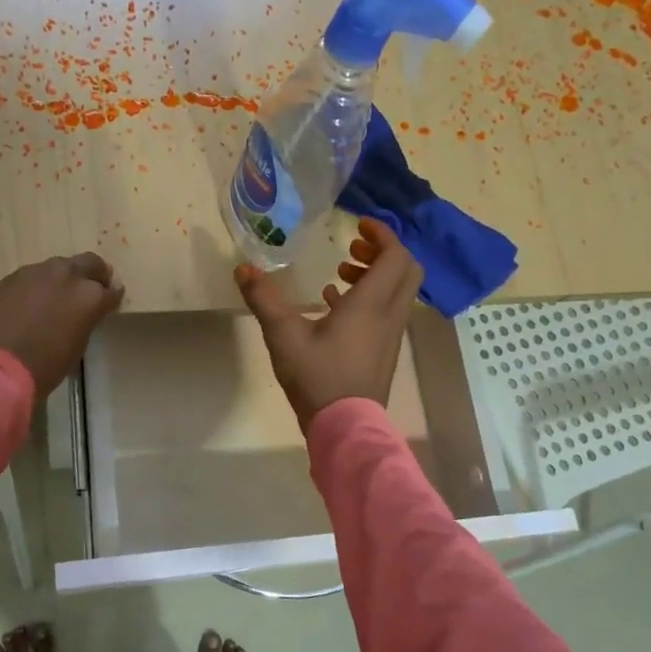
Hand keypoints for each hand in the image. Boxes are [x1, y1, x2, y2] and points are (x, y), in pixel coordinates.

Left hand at [0, 253, 124, 399]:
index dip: (112, 298)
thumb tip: (83, 314)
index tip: (111, 303)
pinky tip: (33, 301)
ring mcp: (37, 272)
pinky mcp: (12, 276)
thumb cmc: (42, 366)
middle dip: (94, 275)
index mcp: (89, 296)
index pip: (111, 291)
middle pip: (90, 263)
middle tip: (92, 288)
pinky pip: (35, 275)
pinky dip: (40, 285)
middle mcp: (67, 276)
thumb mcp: (75, 346)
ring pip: (60, 266)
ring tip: (59, 296)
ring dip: (65, 278)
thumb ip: (84, 322)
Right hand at [234, 217, 422, 429]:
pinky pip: (387, 312)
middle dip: (383, 252)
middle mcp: (389, 314)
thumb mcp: (283, 335)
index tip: (358, 224)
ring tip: (340, 274)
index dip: (383, 234)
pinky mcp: (384, 351)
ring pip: (398, 291)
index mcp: (371, 303)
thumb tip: (243, 269)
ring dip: (375, 275)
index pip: (395, 256)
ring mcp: (390, 335)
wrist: (344, 427)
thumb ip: (263, 299)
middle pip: (406, 270)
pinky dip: (370, 298)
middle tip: (352, 248)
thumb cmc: (317, 376)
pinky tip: (335, 305)